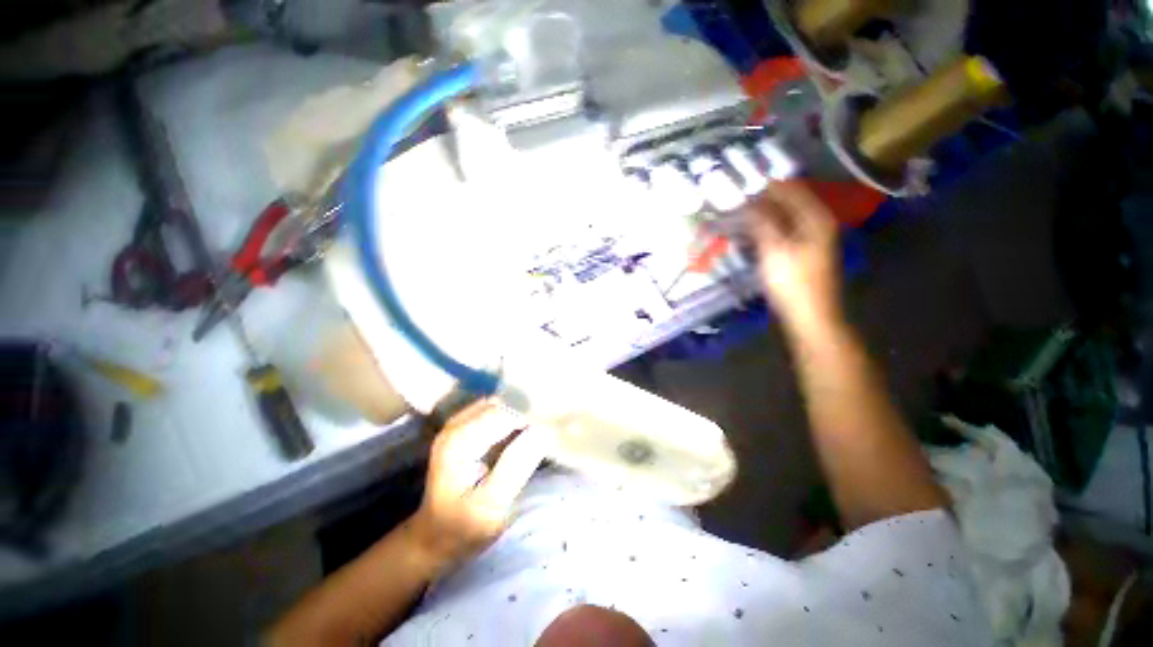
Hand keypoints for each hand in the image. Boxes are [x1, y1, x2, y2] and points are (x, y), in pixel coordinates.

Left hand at [409, 401, 551, 569]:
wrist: (436, 537)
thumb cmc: (463, 528)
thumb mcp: (491, 506)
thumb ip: (515, 465)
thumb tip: (542, 430)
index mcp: (458, 441)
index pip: (505, 413)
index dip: (532, 416)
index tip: (557, 425)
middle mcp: (456, 424)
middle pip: (503, 404)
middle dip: (529, 410)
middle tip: (554, 424)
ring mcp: (459, 424)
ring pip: (501, 404)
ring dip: (523, 411)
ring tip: (545, 425)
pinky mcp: (465, 429)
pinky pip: (496, 412)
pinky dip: (514, 416)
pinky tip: (528, 429)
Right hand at [744, 181, 841, 331]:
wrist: (810, 316)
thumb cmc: (793, 282)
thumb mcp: (774, 250)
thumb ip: (761, 222)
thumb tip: (747, 201)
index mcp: (815, 218)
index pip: (790, 189)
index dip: (766, 185)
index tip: (741, 185)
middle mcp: (815, 223)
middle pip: (786, 203)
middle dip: (761, 201)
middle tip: (734, 201)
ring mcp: (808, 238)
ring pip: (781, 218)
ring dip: (760, 216)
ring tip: (736, 215)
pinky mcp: (799, 252)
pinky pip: (779, 232)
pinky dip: (764, 230)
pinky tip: (748, 234)